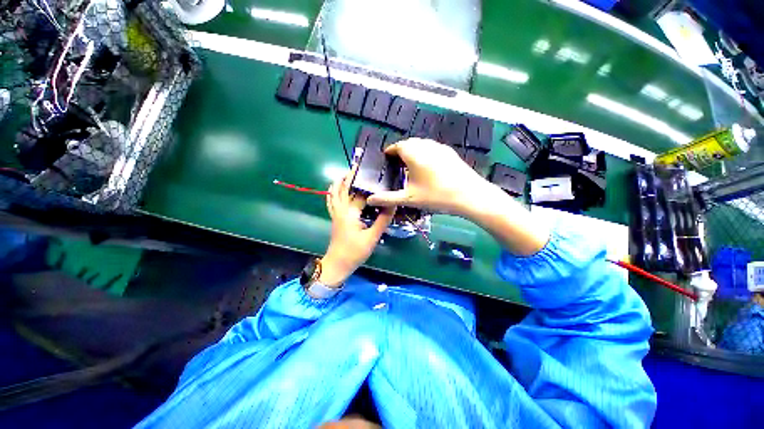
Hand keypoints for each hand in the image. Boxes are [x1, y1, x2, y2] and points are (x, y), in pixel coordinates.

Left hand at [320, 167, 395, 286]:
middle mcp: (341, 209)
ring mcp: (335, 213)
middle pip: (343, 188)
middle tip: (361, 167)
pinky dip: (332, 191)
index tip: (376, 173)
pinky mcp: (334, 217)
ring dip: (340, 181)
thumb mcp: (372, 237)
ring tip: (349, 173)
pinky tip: (335, 188)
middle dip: (350, 176)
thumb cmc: (355, 252)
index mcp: (350, 213)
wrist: (338, 264)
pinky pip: (331, 200)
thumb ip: (382, 220)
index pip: (359, 193)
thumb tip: (392, 205)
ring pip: (334, 192)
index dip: (368, 184)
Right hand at [366, 139, 492, 216]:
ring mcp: (440, 148)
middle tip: (396, 163)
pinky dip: (425, 153)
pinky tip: (427, 167)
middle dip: (401, 150)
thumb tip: (369, 200)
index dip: (390, 151)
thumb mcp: (409, 199)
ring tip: (410, 164)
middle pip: (409, 143)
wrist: (470, 195)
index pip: (397, 146)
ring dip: (414, 150)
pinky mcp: (450, 153)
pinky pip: (432, 148)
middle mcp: (426, 146)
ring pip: (422, 144)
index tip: (386, 158)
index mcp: (414, 154)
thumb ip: (387, 199)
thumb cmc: (436, 196)